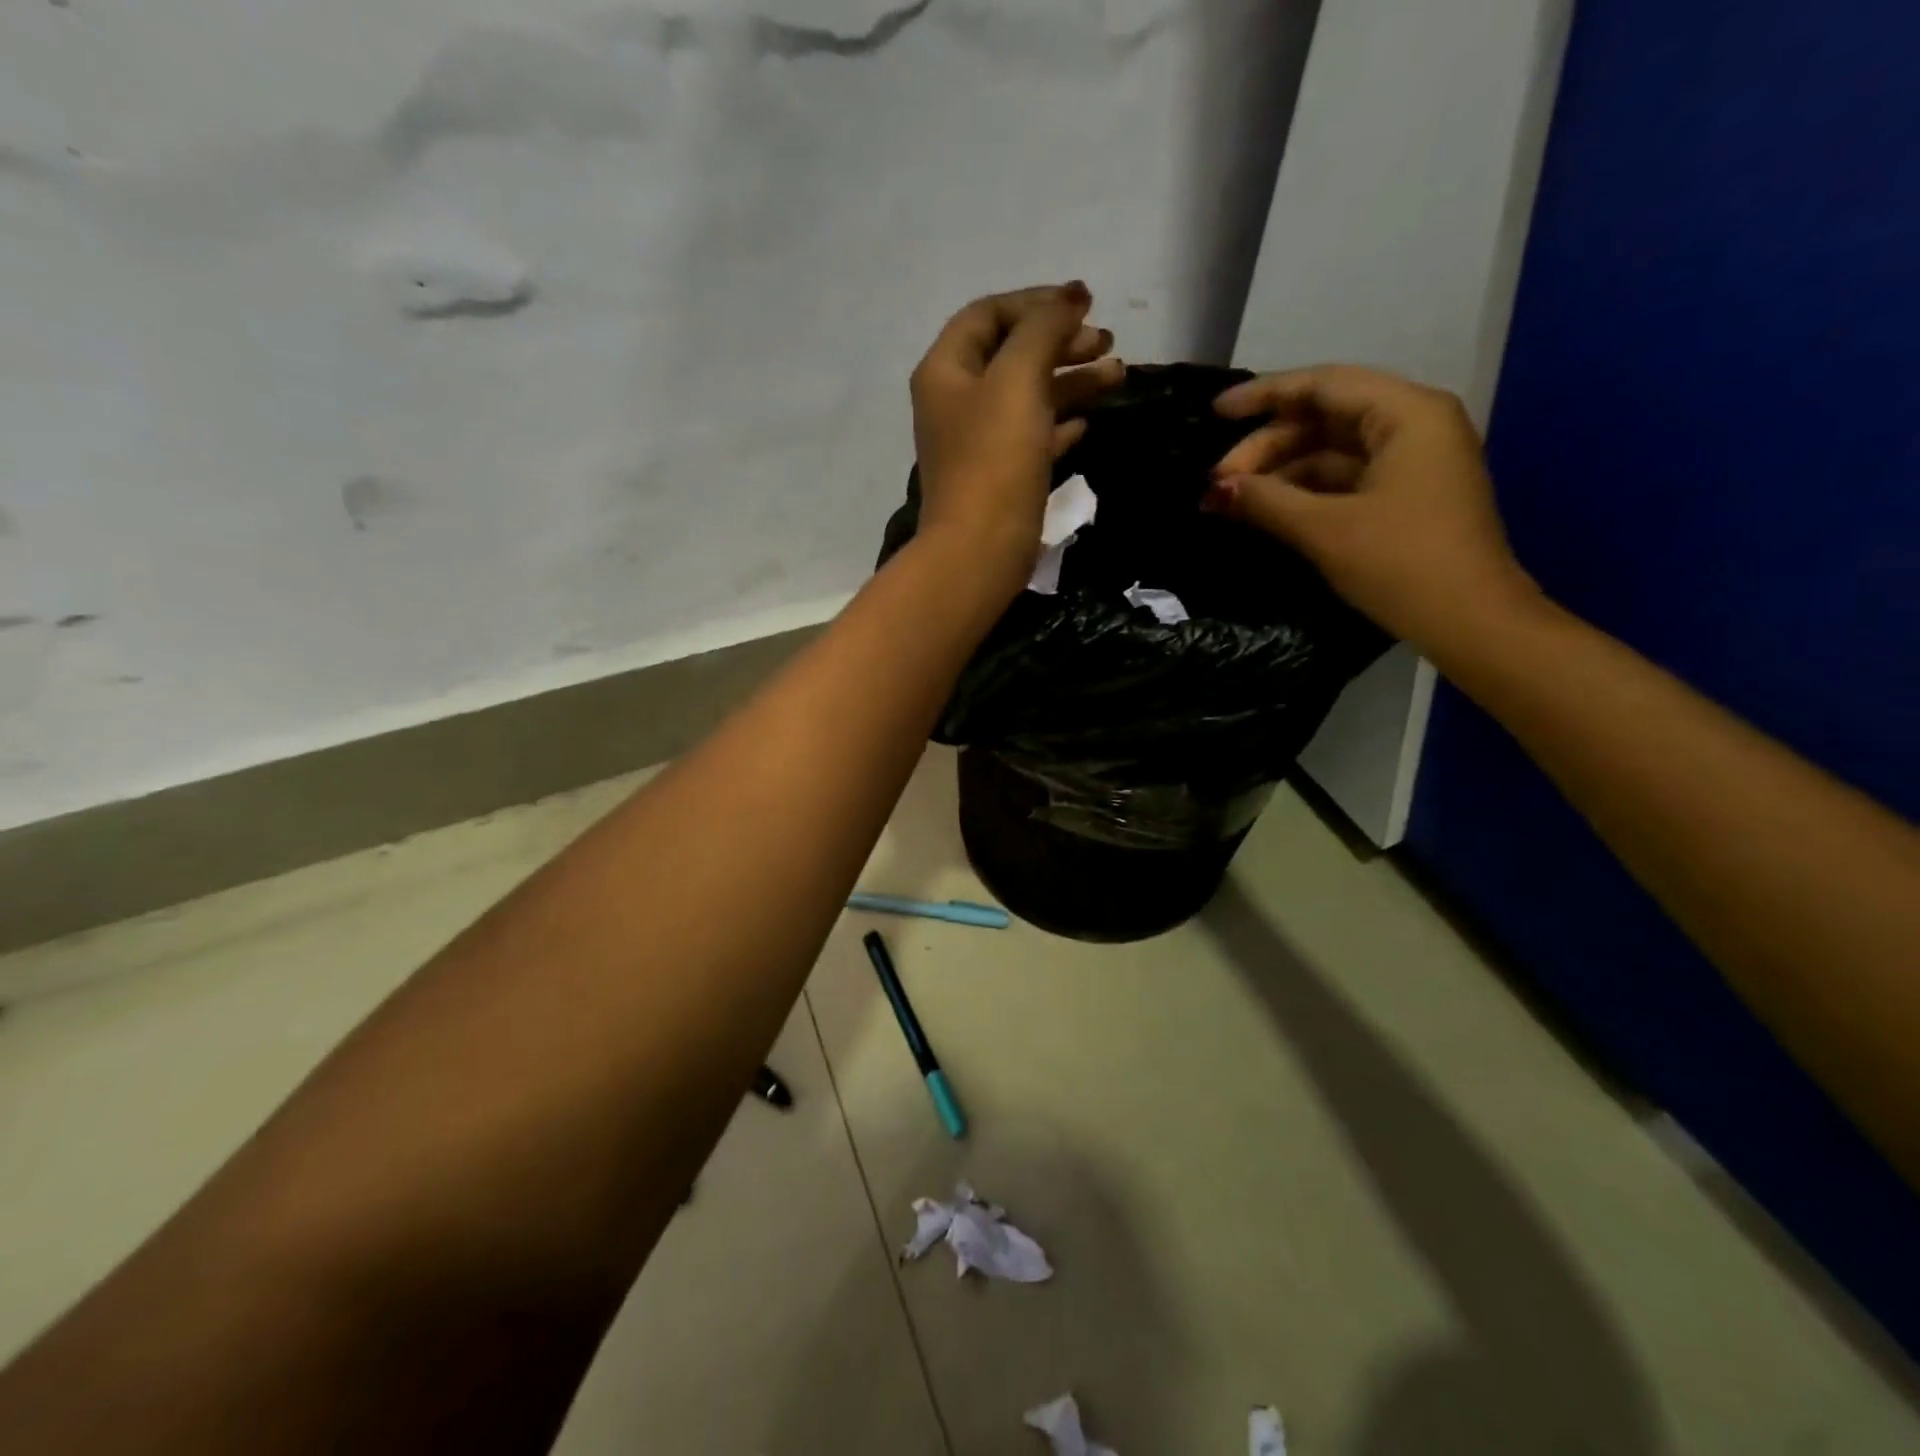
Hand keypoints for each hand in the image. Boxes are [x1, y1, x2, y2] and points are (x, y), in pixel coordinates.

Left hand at [909, 283, 1121, 593]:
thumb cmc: (994, 460)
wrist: (979, 551)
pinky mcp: (998, 476)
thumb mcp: (1017, 379)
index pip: (989, 314)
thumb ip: (1043, 329)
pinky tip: (1088, 423)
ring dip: (1071, 381)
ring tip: (1119, 376)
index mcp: (946, 370)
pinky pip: (1031, 436)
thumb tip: (1071, 295)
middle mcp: (956, 401)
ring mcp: (977, 442)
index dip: (1036, 302)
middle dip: (1060, 341)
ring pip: (1027, 396)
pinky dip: (1059, 423)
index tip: (1085, 304)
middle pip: (1012, 354)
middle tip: (1108, 342)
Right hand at [1206, 365, 1539, 648]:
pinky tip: (1266, 510)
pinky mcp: (1404, 496)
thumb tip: (1217, 488)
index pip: (1323, 385)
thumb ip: (1267, 501)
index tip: (1214, 413)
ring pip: (1331, 450)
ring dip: (1281, 471)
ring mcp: (1411, 462)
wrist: (1470, 622)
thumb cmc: (1401, 564)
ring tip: (1233, 499)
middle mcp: (1413, 425)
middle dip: (1268, 446)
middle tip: (1218, 482)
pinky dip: (1303, 491)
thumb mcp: (1326, 530)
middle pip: (1325, 417)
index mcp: (1407, 414)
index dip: (1264, 395)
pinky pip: (1344, 479)